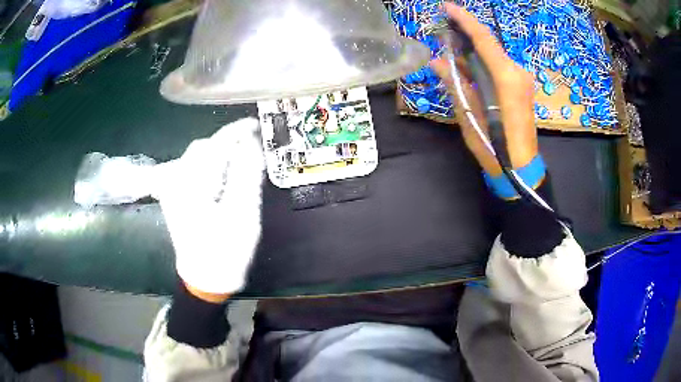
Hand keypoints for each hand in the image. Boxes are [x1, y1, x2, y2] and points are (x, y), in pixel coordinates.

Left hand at [155, 118, 264, 300]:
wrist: (205, 278)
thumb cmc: (227, 251)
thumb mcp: (243, 213)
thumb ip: (246, 173)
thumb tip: (250, 142)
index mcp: (191, 185)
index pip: (215, 144)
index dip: (237, 131)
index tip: (256, 125)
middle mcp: (175, 181)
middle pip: (203, 147)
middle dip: (226, 143)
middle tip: (251, 149)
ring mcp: (171, 189)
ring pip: (196, 157)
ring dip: (218, 153)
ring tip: (238, 162)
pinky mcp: (173, 195)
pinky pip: (190, 169)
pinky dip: (209, 165)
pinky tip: (220, 175)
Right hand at [430, 3, 537, 175]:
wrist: (521, 170)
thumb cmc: (495, 148)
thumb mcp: (469, 116)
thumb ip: (455, 84)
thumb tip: (436, 61)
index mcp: (506, 78)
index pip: (484, 39)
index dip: (464, 20)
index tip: (446, 7)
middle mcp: (517, 73)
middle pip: (489, 45)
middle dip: (466, 35)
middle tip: (442, 32)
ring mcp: (522, 80)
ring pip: (493, 56)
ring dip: (472, 51)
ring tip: (450, 50)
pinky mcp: (522, 87)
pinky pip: (499, 67)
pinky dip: (481, 63)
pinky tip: (466, 67)